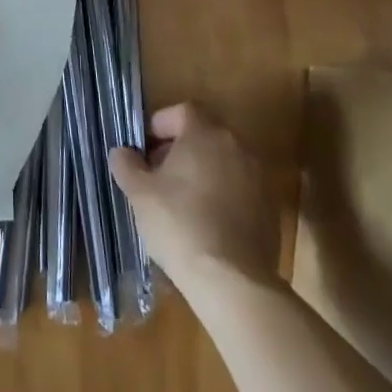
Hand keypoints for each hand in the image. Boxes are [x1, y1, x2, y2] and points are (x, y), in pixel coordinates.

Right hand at [111, 103, 281, 292]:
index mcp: (205, 134)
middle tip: (158, 174)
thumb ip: (127, 165)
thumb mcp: (139, 193)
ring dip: (202, 173)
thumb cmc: (179, 224)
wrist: (232, 281)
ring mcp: (258, 178)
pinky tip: (205, 225)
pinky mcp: (270, 210)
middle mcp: (236, 147)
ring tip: (180, 202)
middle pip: (204, 135)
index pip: (183, 110)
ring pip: (223, 163)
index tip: (145, 148)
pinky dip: (222, 197)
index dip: (161, 124)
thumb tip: (122, 152)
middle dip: (180, 149)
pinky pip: (239, 191)